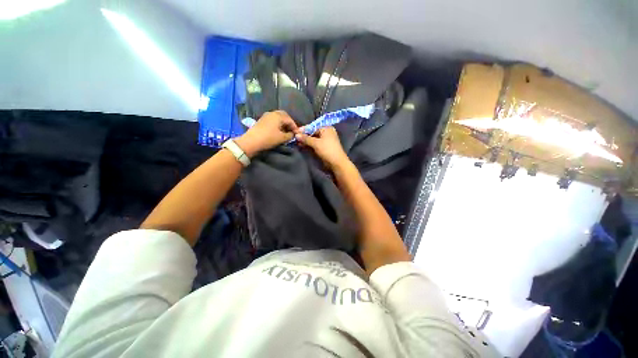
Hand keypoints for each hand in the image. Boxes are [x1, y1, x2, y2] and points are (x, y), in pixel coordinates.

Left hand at [235, 111, 297, 156]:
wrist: (251, 141)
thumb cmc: (269, 138)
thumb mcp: (282, 138)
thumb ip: (290, 135)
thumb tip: (293, 134)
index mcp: (278, 116)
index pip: (290, 120)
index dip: (295, 127)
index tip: (298, 134)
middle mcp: (272, 113)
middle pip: (284, 115)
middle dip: (289, 123)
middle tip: (292, 131)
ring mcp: (266, 116)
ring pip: (278, 117)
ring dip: (283, 123)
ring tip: (286, 131)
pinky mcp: (262, 120)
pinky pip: (273, 120)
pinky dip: (277, 124)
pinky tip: (278, 130)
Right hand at [295, 127, 350, 170]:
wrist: (337, 163)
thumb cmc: (327, 150)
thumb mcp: (316, 143)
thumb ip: (306, 138)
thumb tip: (296, 134)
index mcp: (326, 128)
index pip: (312, 127)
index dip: (303, 130)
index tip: (294, 132)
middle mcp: (326, 133)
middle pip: (312, 132)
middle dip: (304, 136)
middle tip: (294, 138)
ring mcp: (325, 140)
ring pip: (313, 139)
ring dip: (306, 141)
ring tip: (297, 143)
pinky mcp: (324, 147)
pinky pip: (315, 144)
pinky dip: (309, 145)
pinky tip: (302, 146)